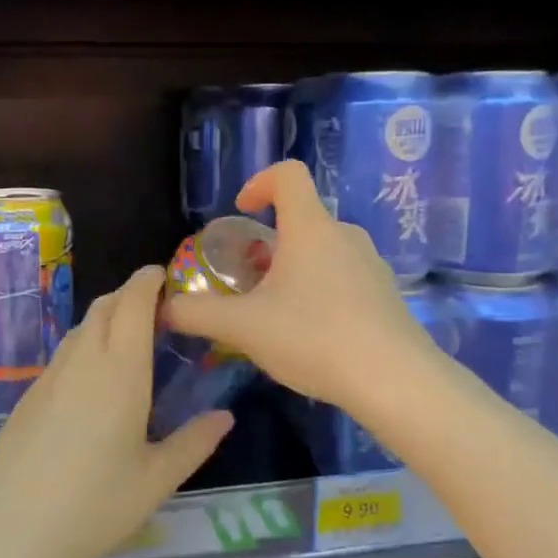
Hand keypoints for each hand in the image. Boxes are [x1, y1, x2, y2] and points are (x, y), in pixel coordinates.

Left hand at [0, 265, 233, 557]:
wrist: (16, 527)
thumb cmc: (97, 503)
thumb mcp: (157, 478)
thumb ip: (195, 442)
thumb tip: (225, 417)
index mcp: (121, 370)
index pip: (133, 303)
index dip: (147, 281)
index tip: (162, 275)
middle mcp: (83, 361)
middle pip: (104, 307)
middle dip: (128, 295)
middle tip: (153, 309)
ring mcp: (50, 376)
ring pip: (81, 328)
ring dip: (105, 319)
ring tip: (126, 340)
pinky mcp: (29, 395)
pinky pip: (63, 354)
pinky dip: (84, 346)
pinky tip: (91, 380)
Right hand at [165, 160, 431, 411]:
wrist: (396, 382)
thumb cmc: (315, 337)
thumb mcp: (243, 327)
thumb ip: (197, 313)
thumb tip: (162, 308)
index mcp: (310, 228)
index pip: (287, 175)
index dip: (259, 183)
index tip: (240, 212)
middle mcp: (344, 236)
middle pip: (301, 219)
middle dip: (267, 243)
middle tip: (246, 281)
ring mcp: (371, 266)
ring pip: (322, 251)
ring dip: (293, 270)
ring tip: (274, 313)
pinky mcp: (386, 296)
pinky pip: (343, 278)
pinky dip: (319, 291)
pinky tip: (310, 336)